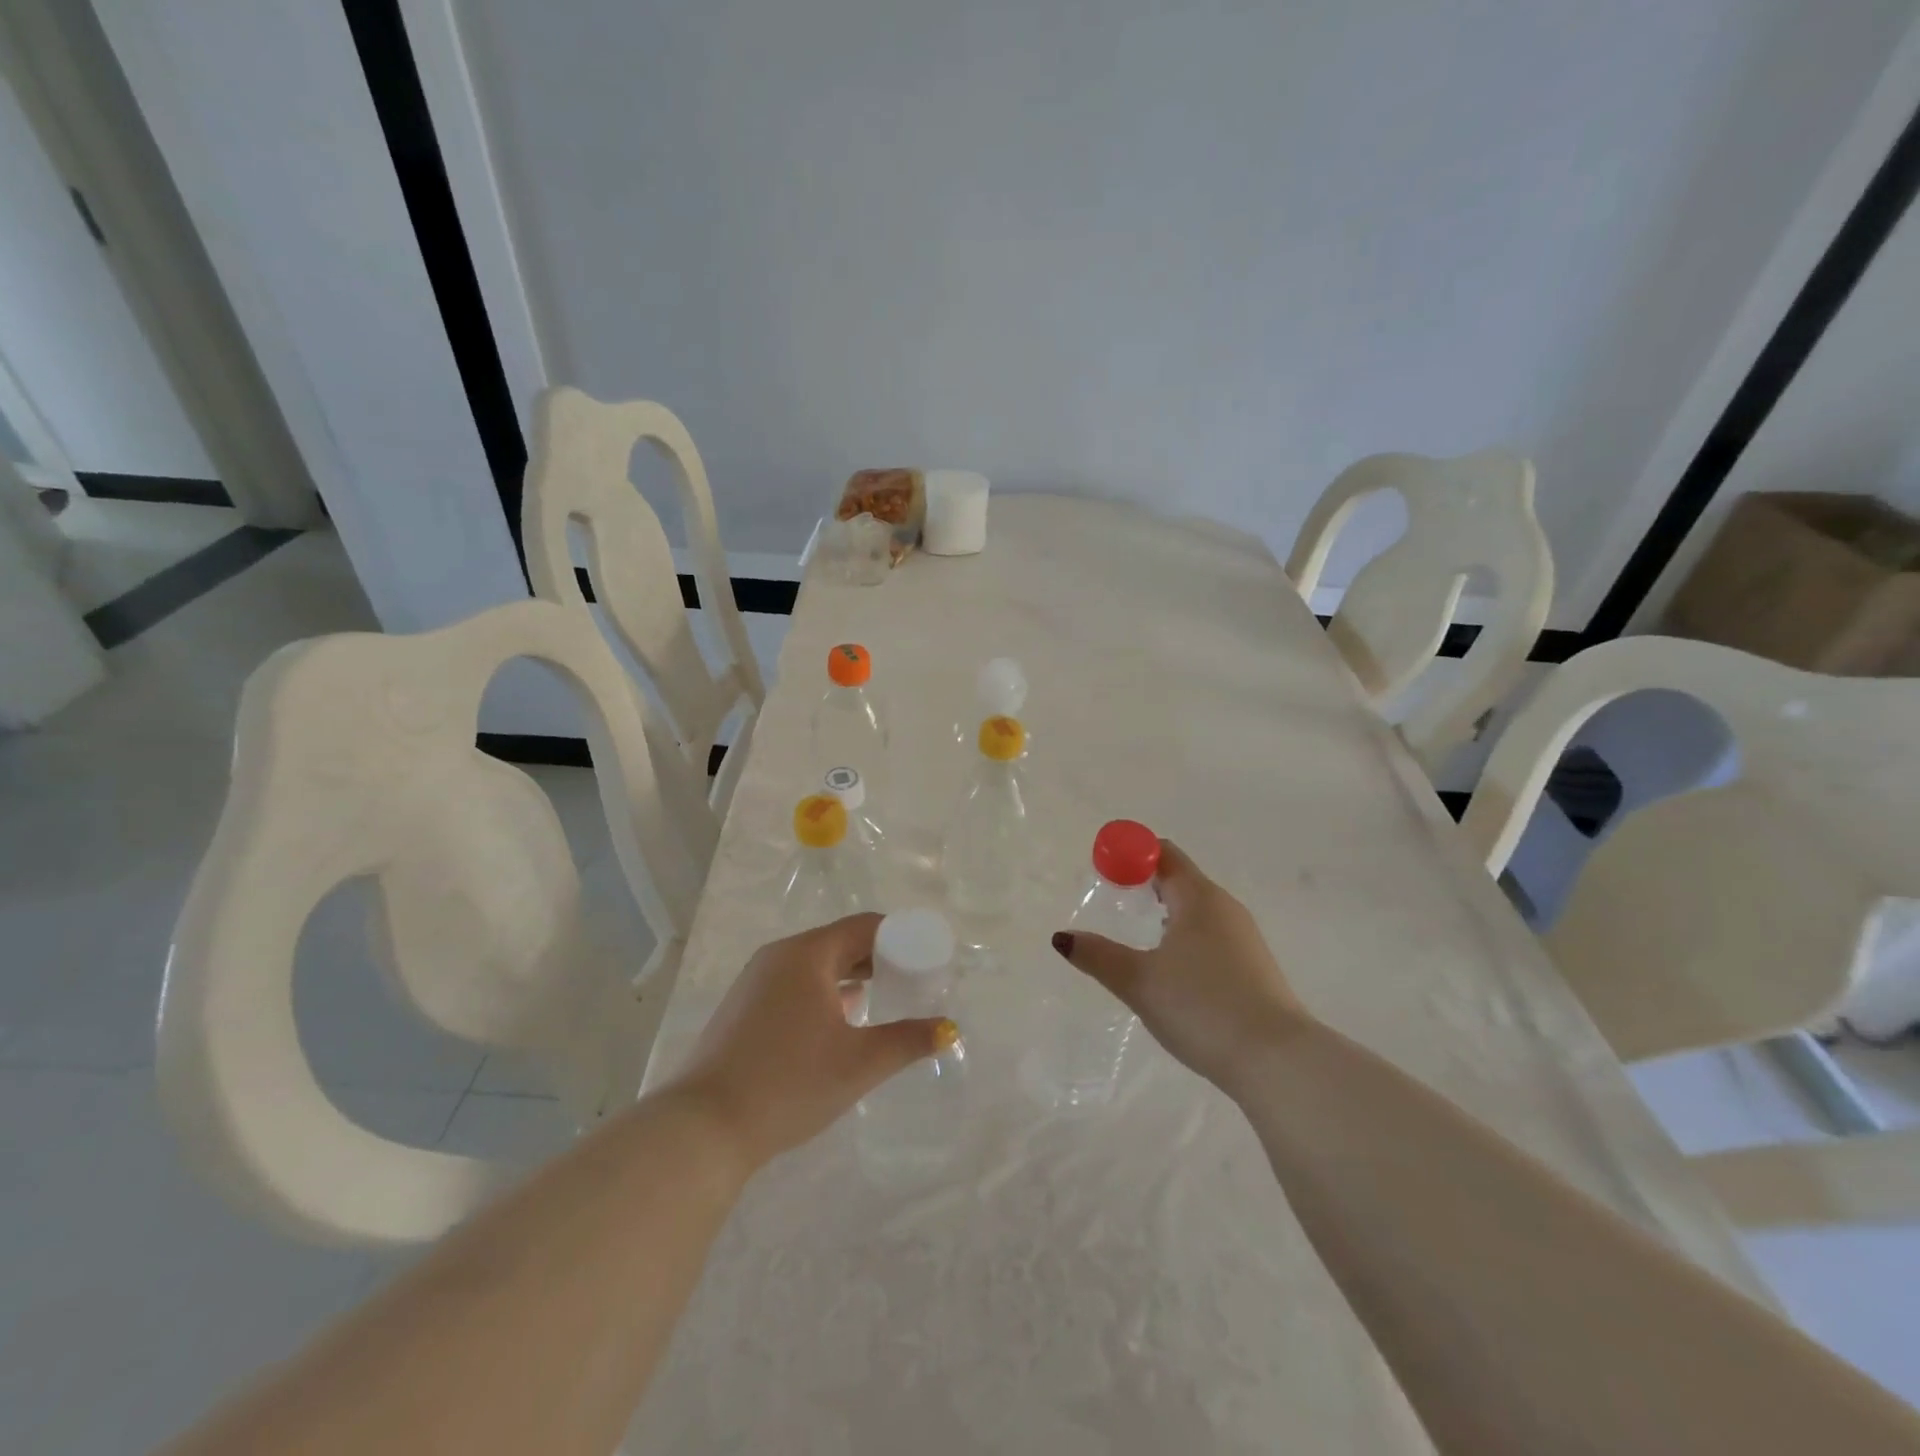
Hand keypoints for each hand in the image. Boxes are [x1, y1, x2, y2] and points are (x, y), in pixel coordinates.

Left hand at [670, 914, 955, 1167]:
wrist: (704, 1128)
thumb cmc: (790, 1083)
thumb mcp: (859, 1063)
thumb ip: (908, 1041)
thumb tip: (948, 1029)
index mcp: (808, 954)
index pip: (864, 926)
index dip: (900, 937)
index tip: (925, 959)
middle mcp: (779, 956)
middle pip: (839, 942)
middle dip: (878, 958)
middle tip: (910, 982)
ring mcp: (755, 980)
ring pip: (815, 964)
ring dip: (850, 976)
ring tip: (881, 1000)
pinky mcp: (742, 1007)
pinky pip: (794, 984)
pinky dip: (823, 992)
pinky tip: (838, 1020)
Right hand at [1051, 841, 1306, 1092]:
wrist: (1276, 1061)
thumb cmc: (1202, 1006)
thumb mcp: (1139, 981)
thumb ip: (1098, 956)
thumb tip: (1063, 937)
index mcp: (1199, 898)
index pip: (1162, 853)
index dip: (1130, 854)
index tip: (1103, 869)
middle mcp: (1225, 908)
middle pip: (1181, 878)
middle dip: (1146, 881)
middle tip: (1114, 899)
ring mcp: (1244, 938)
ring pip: (1197, 909)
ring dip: (1167, 911)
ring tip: (1138, 935)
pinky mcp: (1254, 967)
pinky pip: (1211, 935)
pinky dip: (1185, 936)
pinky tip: (1172, 969)